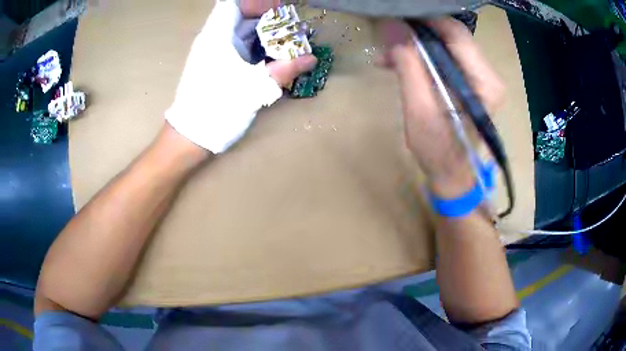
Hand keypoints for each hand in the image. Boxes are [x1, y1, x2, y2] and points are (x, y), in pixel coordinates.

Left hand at [166, 0, 316, 153]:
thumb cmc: (217, 108)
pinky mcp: (215, 68)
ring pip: (240, 34)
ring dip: (264, 36)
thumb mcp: (254, 88)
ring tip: (287, 44)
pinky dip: (256, 50)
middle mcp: (213, 41)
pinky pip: (238, 49)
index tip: (279, 12)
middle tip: (291, 30)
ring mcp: (213, 55)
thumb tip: (311, 58)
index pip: (234, 5)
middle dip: (268, 21)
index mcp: (217, 37)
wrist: (190, 137)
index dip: (257, 4)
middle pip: (241, 18)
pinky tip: (271, 60)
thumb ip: (284, 70)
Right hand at [379, 18, 504, 197]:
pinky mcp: (470, 82)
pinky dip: (421, 57)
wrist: (454, 178)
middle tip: (385, 40)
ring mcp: (480, 78)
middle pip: (450, 35)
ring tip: (387, 56)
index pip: (455, 32)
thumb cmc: (440, 152)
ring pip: (444, 44)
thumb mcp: (420, 111)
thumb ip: (408, 66)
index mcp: (483, 81)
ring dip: (414, 45)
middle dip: (415, 33)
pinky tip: (399, 64)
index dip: (422, 20)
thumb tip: (391, 25)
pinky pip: (444, 57)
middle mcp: (487, 74)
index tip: (393, 20)